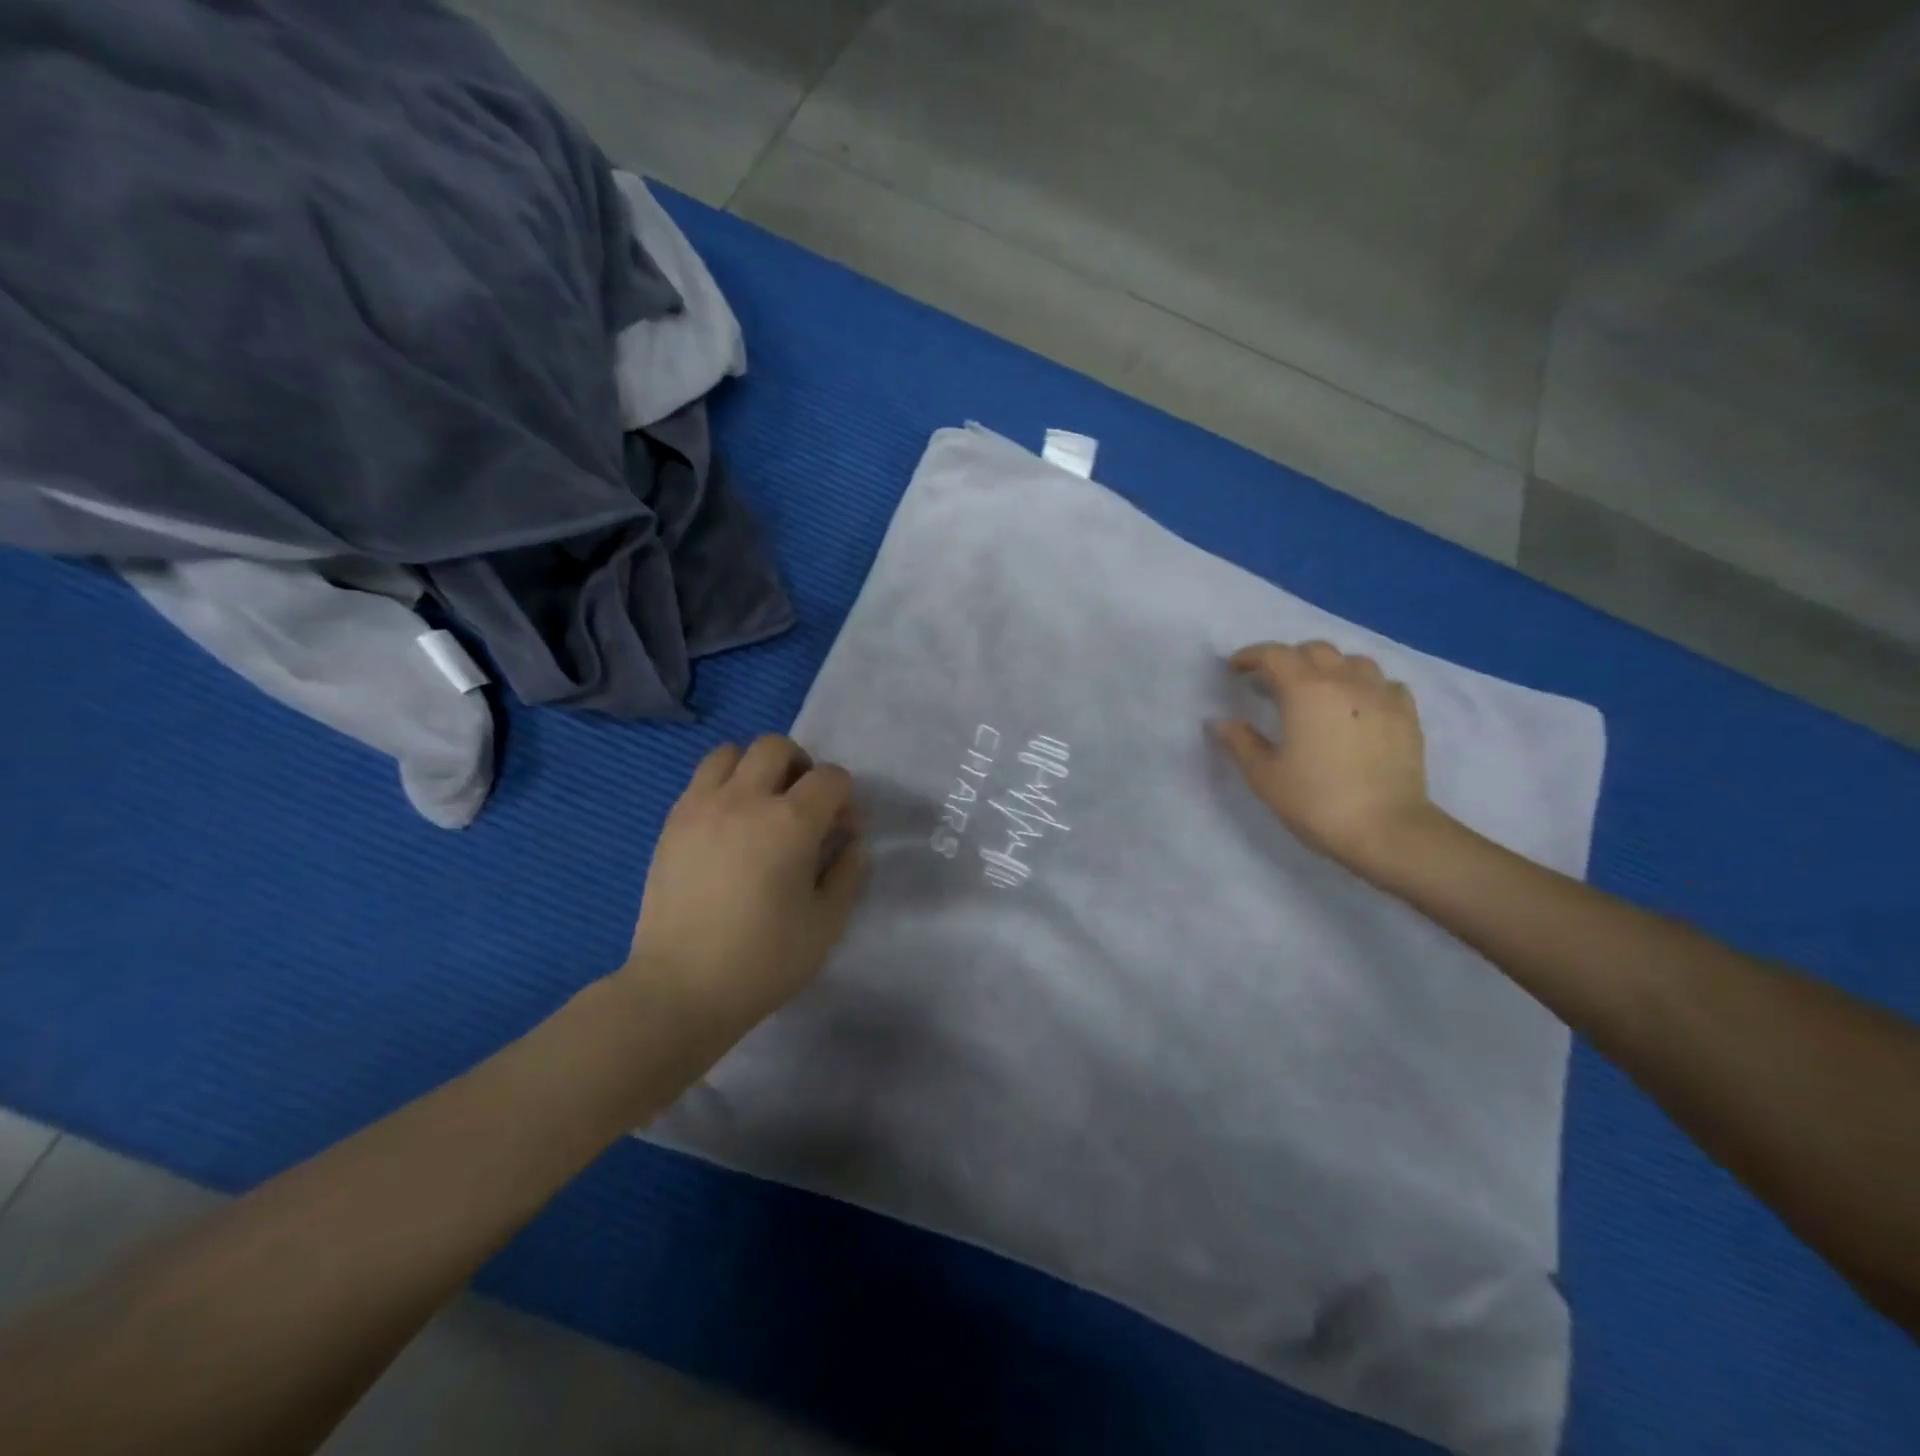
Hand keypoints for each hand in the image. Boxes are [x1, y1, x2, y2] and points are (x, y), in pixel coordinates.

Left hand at [623, 735, 865, 1043]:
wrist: (681, 988)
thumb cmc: (764, 960)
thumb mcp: (826, 923)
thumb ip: (847, 872)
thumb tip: (850, 842)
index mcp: (791, 821)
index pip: (831, 777)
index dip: (845, 799)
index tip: (842, 831)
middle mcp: (745, 799)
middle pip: (777, 747)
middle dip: (801, 767)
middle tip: (802, 807)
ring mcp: (701, 806)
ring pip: (731, 752)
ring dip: (755, 768)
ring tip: (760, 807)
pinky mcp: (672, 823)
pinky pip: (701, 780)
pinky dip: (722, 787)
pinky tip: (728, 828)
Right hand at [1213, 641, 1443, 874]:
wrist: (1386, 830)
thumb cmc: (1316, 801)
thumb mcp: (1264, 776)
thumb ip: (1240, 743)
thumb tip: (1222, 723)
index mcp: (1305, 690)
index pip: (1274, 655)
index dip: (1251, 656)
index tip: (1236, 670)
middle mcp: (1345, 681)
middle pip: (1314, 650)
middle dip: (1289, 659)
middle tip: (1272, 683)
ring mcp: (1381, 695)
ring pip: (1353, 661)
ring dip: (1329, 668)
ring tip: (1317, 691)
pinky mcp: (1407, 715)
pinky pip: (1384, 684)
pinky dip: (1365, 686)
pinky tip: (1357, 707)